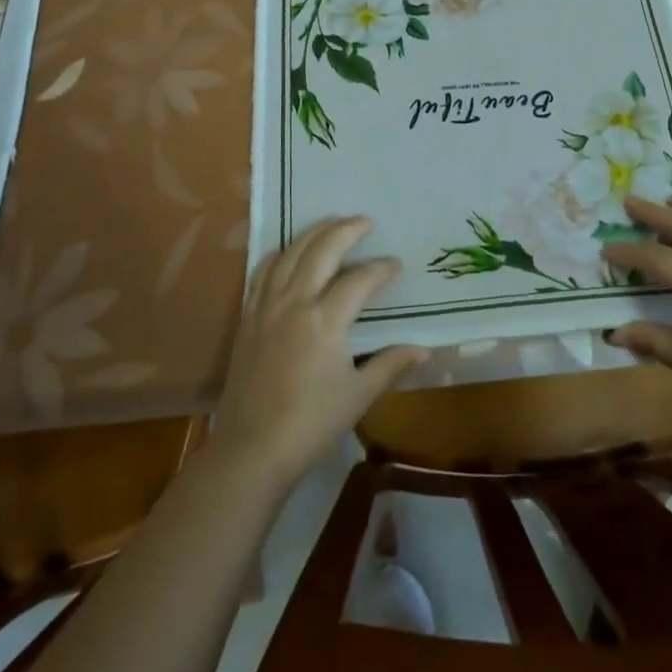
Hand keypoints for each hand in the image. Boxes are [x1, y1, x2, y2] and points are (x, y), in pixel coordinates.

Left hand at [212, 216, 428, 490]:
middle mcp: (294, 301)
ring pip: (289, 253)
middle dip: (346, 230)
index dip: (381, 269)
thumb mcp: (358, 395)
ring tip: (332, 224)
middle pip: (321, 249)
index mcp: (325, 319)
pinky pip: (262, 271)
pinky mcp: (247, 317)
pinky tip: (289, 252)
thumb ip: (390, 364)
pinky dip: (280, 253)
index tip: (396, 265)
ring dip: (313, 233)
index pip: (359, 279)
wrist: (251, 450)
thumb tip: (423, 349)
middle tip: (366, 221)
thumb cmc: (311, 423)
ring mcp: (266, 306)